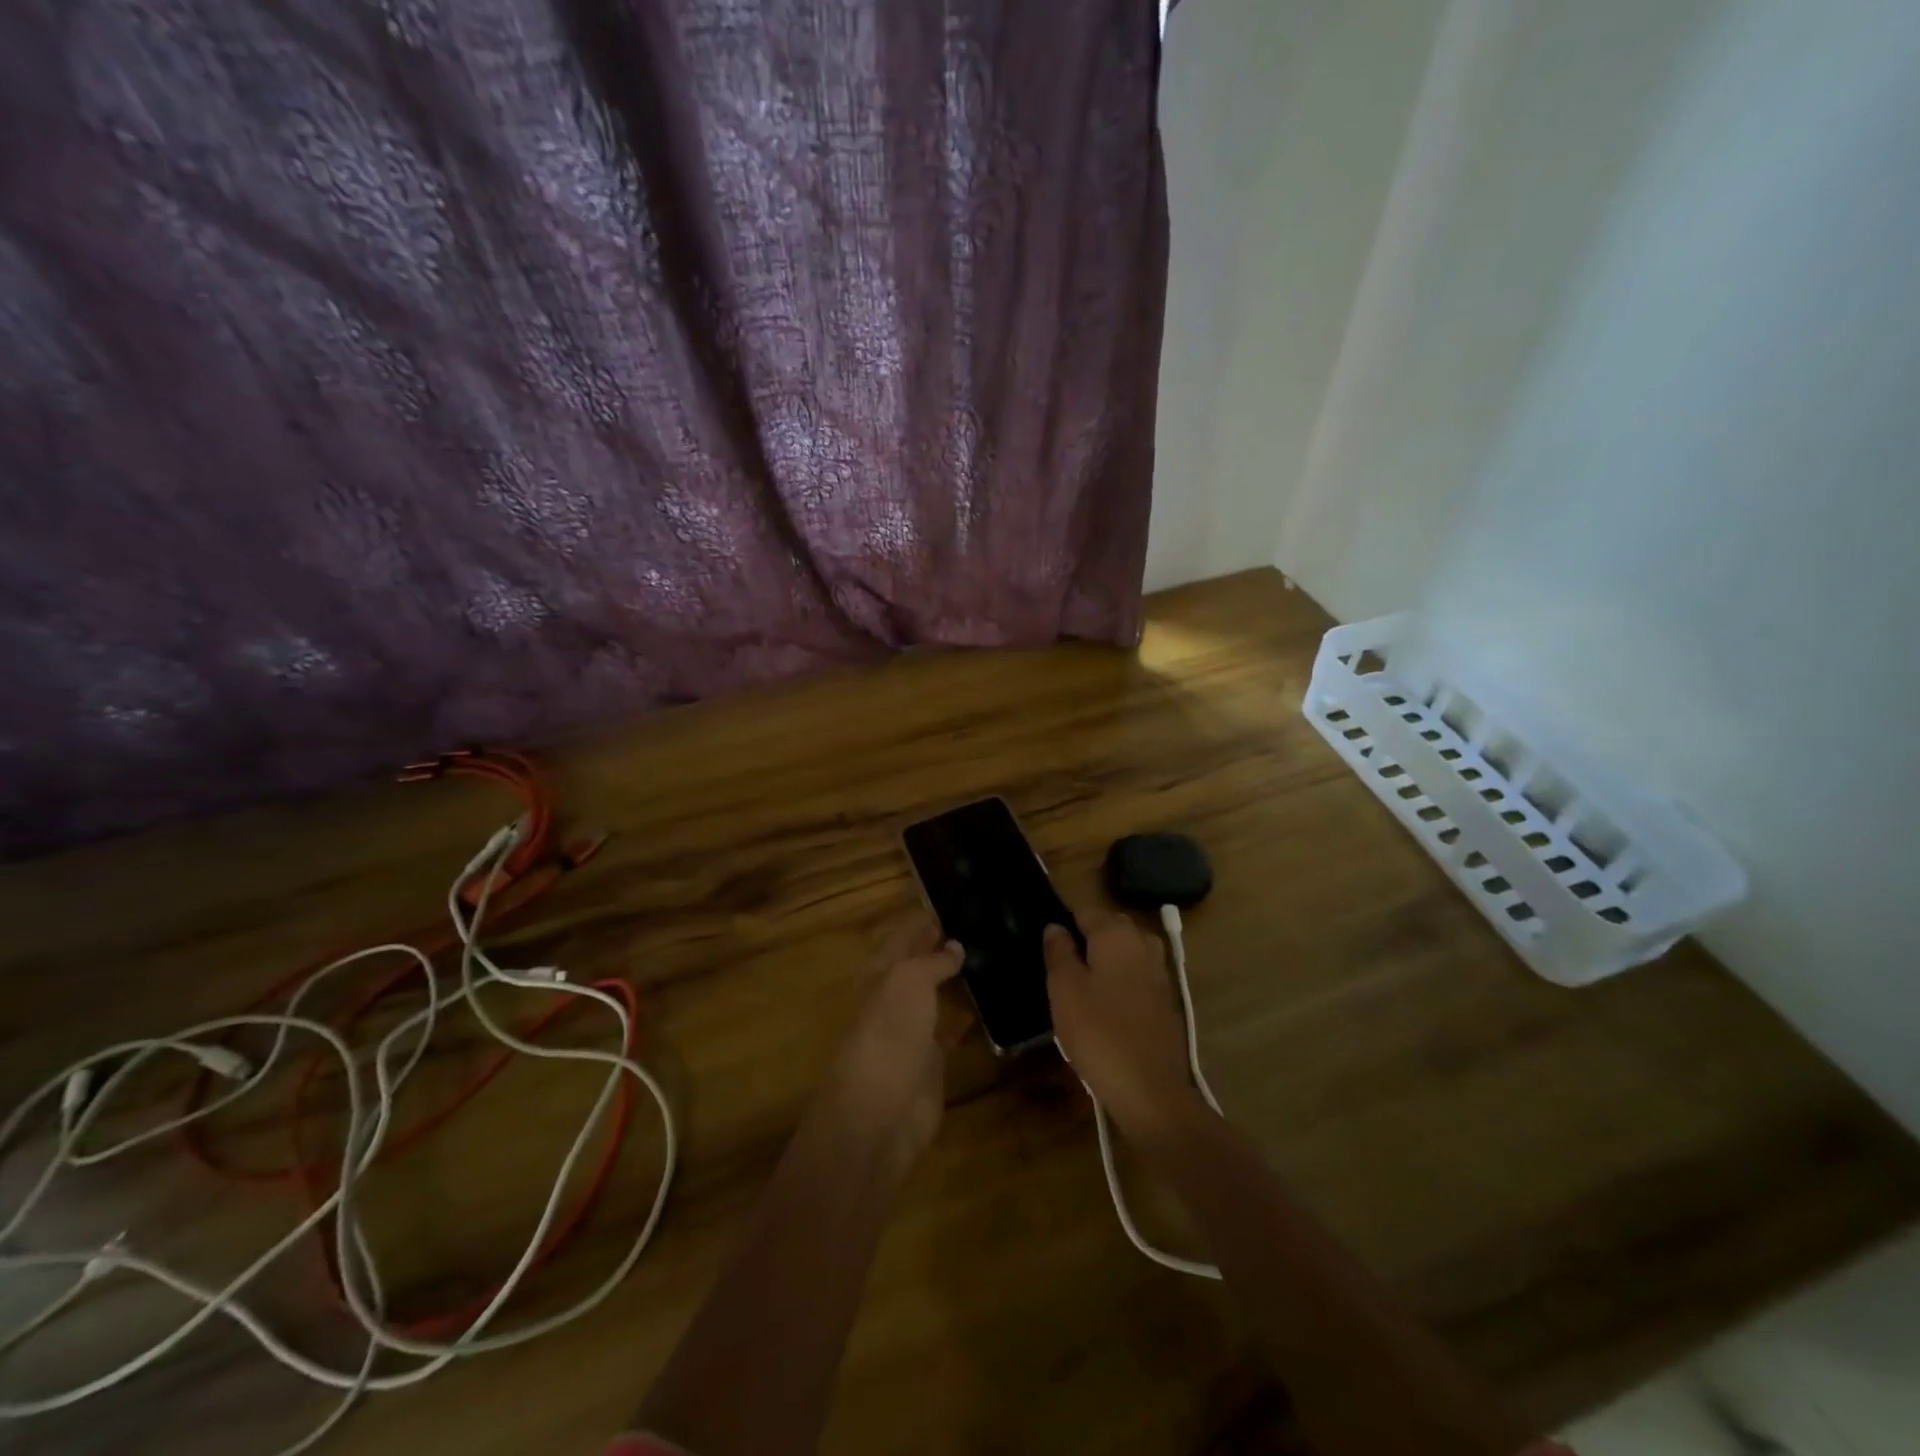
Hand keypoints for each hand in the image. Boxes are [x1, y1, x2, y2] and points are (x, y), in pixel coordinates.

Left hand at [814, 922, 965, 1173]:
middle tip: (978, 927)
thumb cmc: (890, 1033)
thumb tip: (954, 945)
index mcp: (880, 975)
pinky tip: (989, 1004)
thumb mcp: (909, 981)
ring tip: (988, 957)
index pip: (902, 939)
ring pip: (935, 997)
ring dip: (954, 981)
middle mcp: (894, 1000)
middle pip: (918, 968)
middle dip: (940, 949)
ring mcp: (912, 1032)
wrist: (882, 1111)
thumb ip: (932, 961)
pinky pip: (950, 1030)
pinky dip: (966, 1017)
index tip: (952, 905)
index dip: (921, 923)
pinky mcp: (932, 1062)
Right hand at [1044, 913, 1202, 1141]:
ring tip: (1080, 985)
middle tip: (1059, 965)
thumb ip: (1059, 952)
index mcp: (1116, 934)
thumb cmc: (1098, 1033)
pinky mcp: (1166, 998)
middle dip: (1086, 938)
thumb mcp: (1064, 990)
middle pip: (1109, 927)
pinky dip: (1120, 980)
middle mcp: (1142, 943)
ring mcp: (1159, 971)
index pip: (1085, 910)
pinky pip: (1136, 975)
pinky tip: (1104, 1005)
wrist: (1150, 1090)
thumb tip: (1056, 927)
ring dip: (1104, 960)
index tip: (1046, 942)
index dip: (1063, 922)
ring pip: (1125, 951)